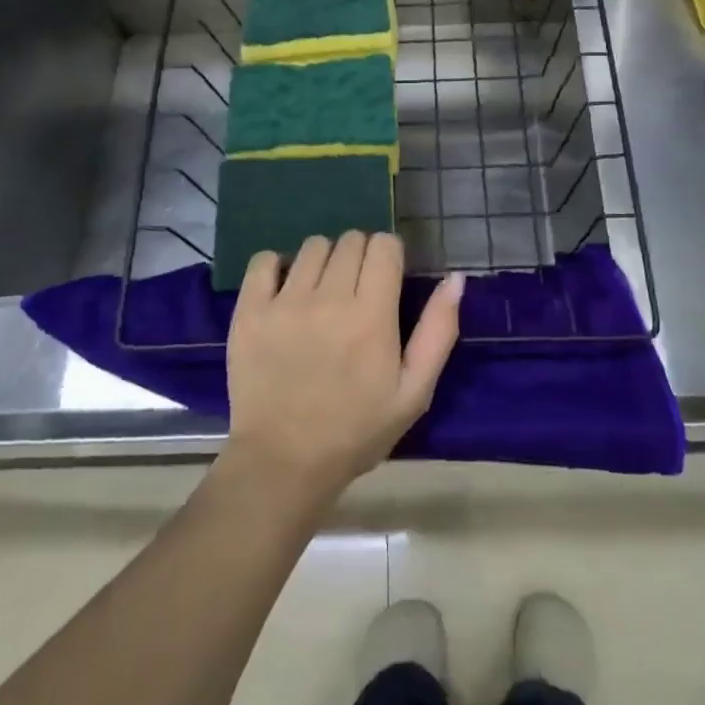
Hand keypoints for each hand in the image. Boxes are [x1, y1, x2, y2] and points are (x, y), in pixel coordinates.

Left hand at [223, 231, 462, 505]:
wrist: (283, 463)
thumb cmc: (356, 431)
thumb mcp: (414, 392)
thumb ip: (438, 331)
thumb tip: (455, 278)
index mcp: (372, 315)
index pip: (384, 245)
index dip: (389, 255)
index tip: (386, 280)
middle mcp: (328, 298)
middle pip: (351, 240)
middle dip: (360, 257)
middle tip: (355, 292)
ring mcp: (284, 302)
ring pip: (312, 246)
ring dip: (323, 261)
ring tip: (320, 293)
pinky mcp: (249, 311)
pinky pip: (264, 260)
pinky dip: (276, 266)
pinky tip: (284, 291)